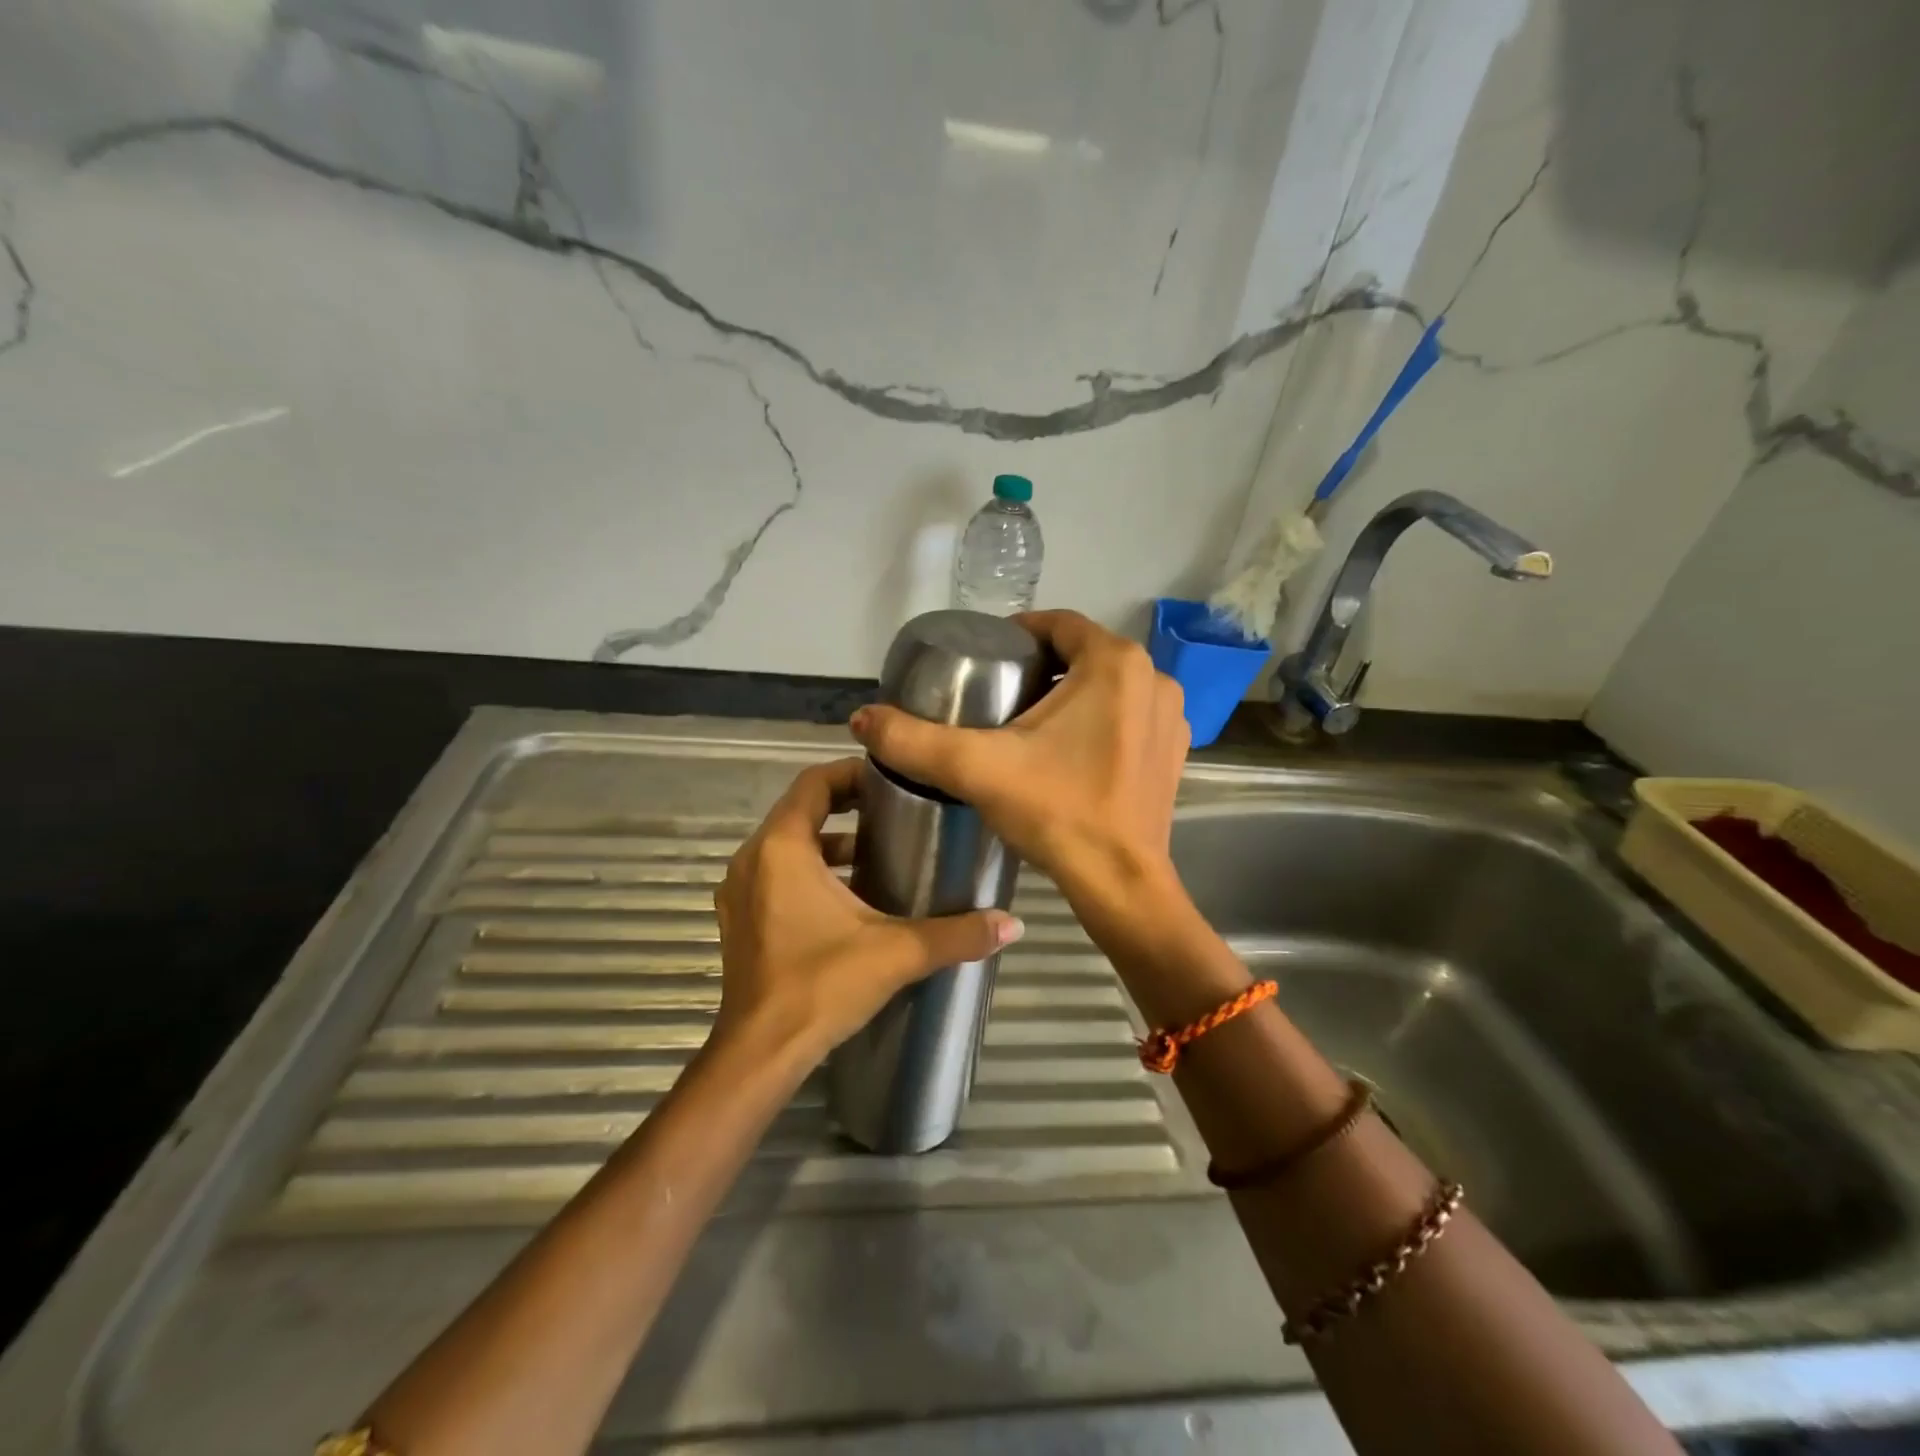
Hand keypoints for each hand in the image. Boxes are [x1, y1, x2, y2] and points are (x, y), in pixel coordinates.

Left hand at [713, 757, 1025, 1060]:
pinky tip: (849, 898)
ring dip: (829, 843)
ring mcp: (740, 891)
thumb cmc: (821, 986)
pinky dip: (809, 871)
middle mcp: (753, 859)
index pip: (814, 783)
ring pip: (787, 845)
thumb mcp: (896, 952)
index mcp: (782, 848)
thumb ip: (957, 934)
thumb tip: (1012, 923)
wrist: (760, 1054)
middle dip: (847, 807)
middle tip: (896, 813)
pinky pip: (775, 874)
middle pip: (801, 810)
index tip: (892, 781)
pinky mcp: (740, 920)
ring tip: (879, 853)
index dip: (852, 774)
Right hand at [848, 610, 1188, 914]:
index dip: (1018, 633)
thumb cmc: (1056, 813)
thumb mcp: (977, 769)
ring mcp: (1170, 716)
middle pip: (1083, 654)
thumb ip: (914, 740)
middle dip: (1042, 666)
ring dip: (1072, 693)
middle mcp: (1153, 678)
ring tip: (1027, 722)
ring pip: (1108, 685)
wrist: (1120, 884)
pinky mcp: (1173, 751)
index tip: (986, 657)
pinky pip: (1129, 716)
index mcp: (1114, 663)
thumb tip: (861, 718)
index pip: (1058, 623)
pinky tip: (1069, 751)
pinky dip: (1100, 721)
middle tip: (998, 694)